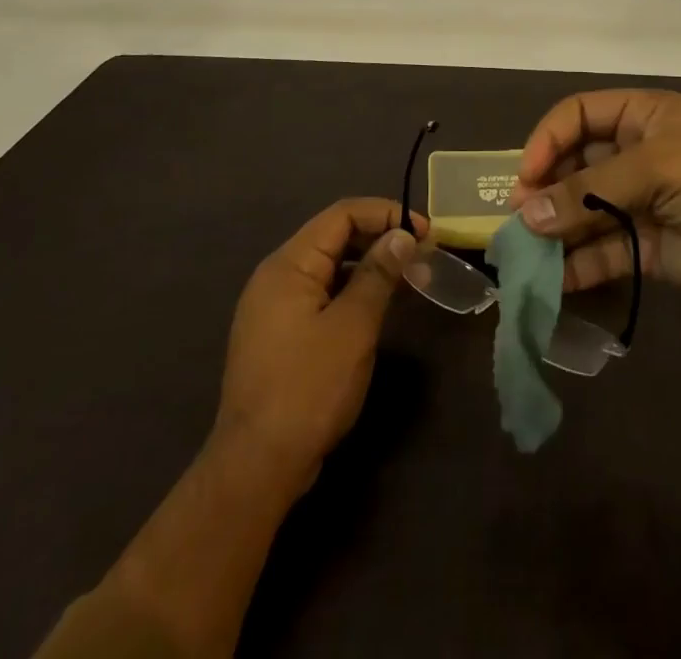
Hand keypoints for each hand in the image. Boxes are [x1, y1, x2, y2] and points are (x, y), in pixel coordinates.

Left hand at [213, 198, 425, 497]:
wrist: (256, 467)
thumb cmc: (308, 388)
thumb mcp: (353, 326)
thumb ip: (378, 274)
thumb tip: (402, 235)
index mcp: (289, 265)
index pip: (342, 214)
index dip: (386, 214)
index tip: (424, 232)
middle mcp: (277, 275)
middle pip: (334, 236)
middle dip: (380, 237)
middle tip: (422, 254)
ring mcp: (274, 306)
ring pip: (330, 265)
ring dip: (369, 264)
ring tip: (409, 277)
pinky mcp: (280, 332)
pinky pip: (322, 292)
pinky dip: (352, 289)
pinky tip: (378, 305)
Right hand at [509, 90, 680, 302]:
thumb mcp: (655, 168)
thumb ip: (590, 191)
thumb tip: (526, 213)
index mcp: (640, 117)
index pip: (577, 116)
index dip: (547, 140)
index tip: (526, 176)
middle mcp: (634, 154)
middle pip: (575, 165)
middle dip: (545, 189)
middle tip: (518, 218)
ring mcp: (639, 202)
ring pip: (583, 212)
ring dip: (555, 230)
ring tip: (524, 253)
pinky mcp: (646, 246)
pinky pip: (601, 251)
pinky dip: (577, 266)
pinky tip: (553, 280)